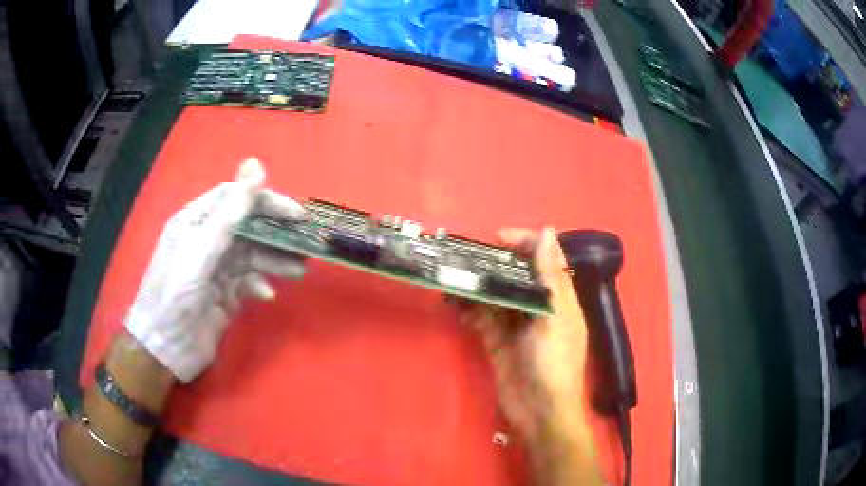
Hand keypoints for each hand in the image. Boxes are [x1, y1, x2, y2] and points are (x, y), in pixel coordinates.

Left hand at [124, 158, 305, 382]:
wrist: (164, 351)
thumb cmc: (175, 296)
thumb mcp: (200, 252)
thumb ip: (229, 213)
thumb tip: (255, 165)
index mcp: (195, 223)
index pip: (235, 199)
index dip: (265, 200)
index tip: (295, 213)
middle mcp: (207, 242)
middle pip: (247, 227)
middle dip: (275, 233)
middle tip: (306, 241)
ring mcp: (216, 270)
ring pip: (252, 256)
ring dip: (275, 261)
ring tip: (299, 270)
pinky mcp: (225, 296)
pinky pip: (248, 282)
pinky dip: (261, 285)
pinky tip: (267, 295)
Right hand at [455, 227, 600, 483]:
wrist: (539, 412)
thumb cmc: (554, 364)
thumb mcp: (554, 318)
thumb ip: (549, 277)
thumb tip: (547, 231)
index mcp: (558, 297)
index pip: (543, 258)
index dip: (524, 243)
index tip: (498, 239)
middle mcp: (537, 306)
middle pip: (515, 274)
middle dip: (493, 263)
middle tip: (467, 256)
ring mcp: (515, 323)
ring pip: (495, 294)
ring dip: (476, 285)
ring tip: (452, 275)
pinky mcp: (496, 340)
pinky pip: (481, 317)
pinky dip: (468, 308)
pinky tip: (452, 303)